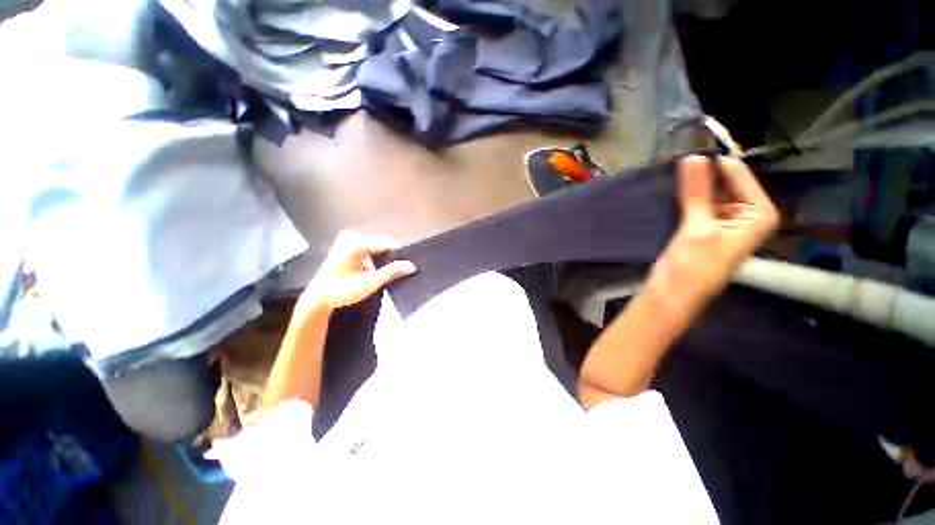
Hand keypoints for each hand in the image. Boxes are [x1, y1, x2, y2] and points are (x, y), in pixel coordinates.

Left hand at [298, 231, 416, 312]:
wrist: (318, 299)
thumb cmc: (342, 291)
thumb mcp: (370, 283)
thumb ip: (392, 272)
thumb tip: (412, 266)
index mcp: (355, 243)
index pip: (386, 243)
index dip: (401, 253)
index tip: (411, 265)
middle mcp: (351, 237)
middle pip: (381, 243)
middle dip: (393, 255)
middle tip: (405, 269)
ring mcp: (348, 241)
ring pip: (376, 246)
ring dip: (386, 257)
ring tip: (396, 269)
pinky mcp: (347, 247)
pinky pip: (369, 249)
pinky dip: (377, 257)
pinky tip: (382, 267)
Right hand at [651, 155, 778, 308]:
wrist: (673, 293)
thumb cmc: (692, 266)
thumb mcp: (697, 227)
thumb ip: (696, 192)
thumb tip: (692, 156)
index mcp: (759, 213)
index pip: (737, 174)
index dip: (713, 162)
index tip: (688, 147)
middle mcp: (747, 212)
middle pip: (725, 181)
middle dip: (702, 172)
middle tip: (675, 158)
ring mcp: (726, 218)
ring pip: (710, 190)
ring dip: (692, 183)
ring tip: (671, 171)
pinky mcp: (706, 224)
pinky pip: (699, 201)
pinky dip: (687, 195)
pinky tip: (672, 188)